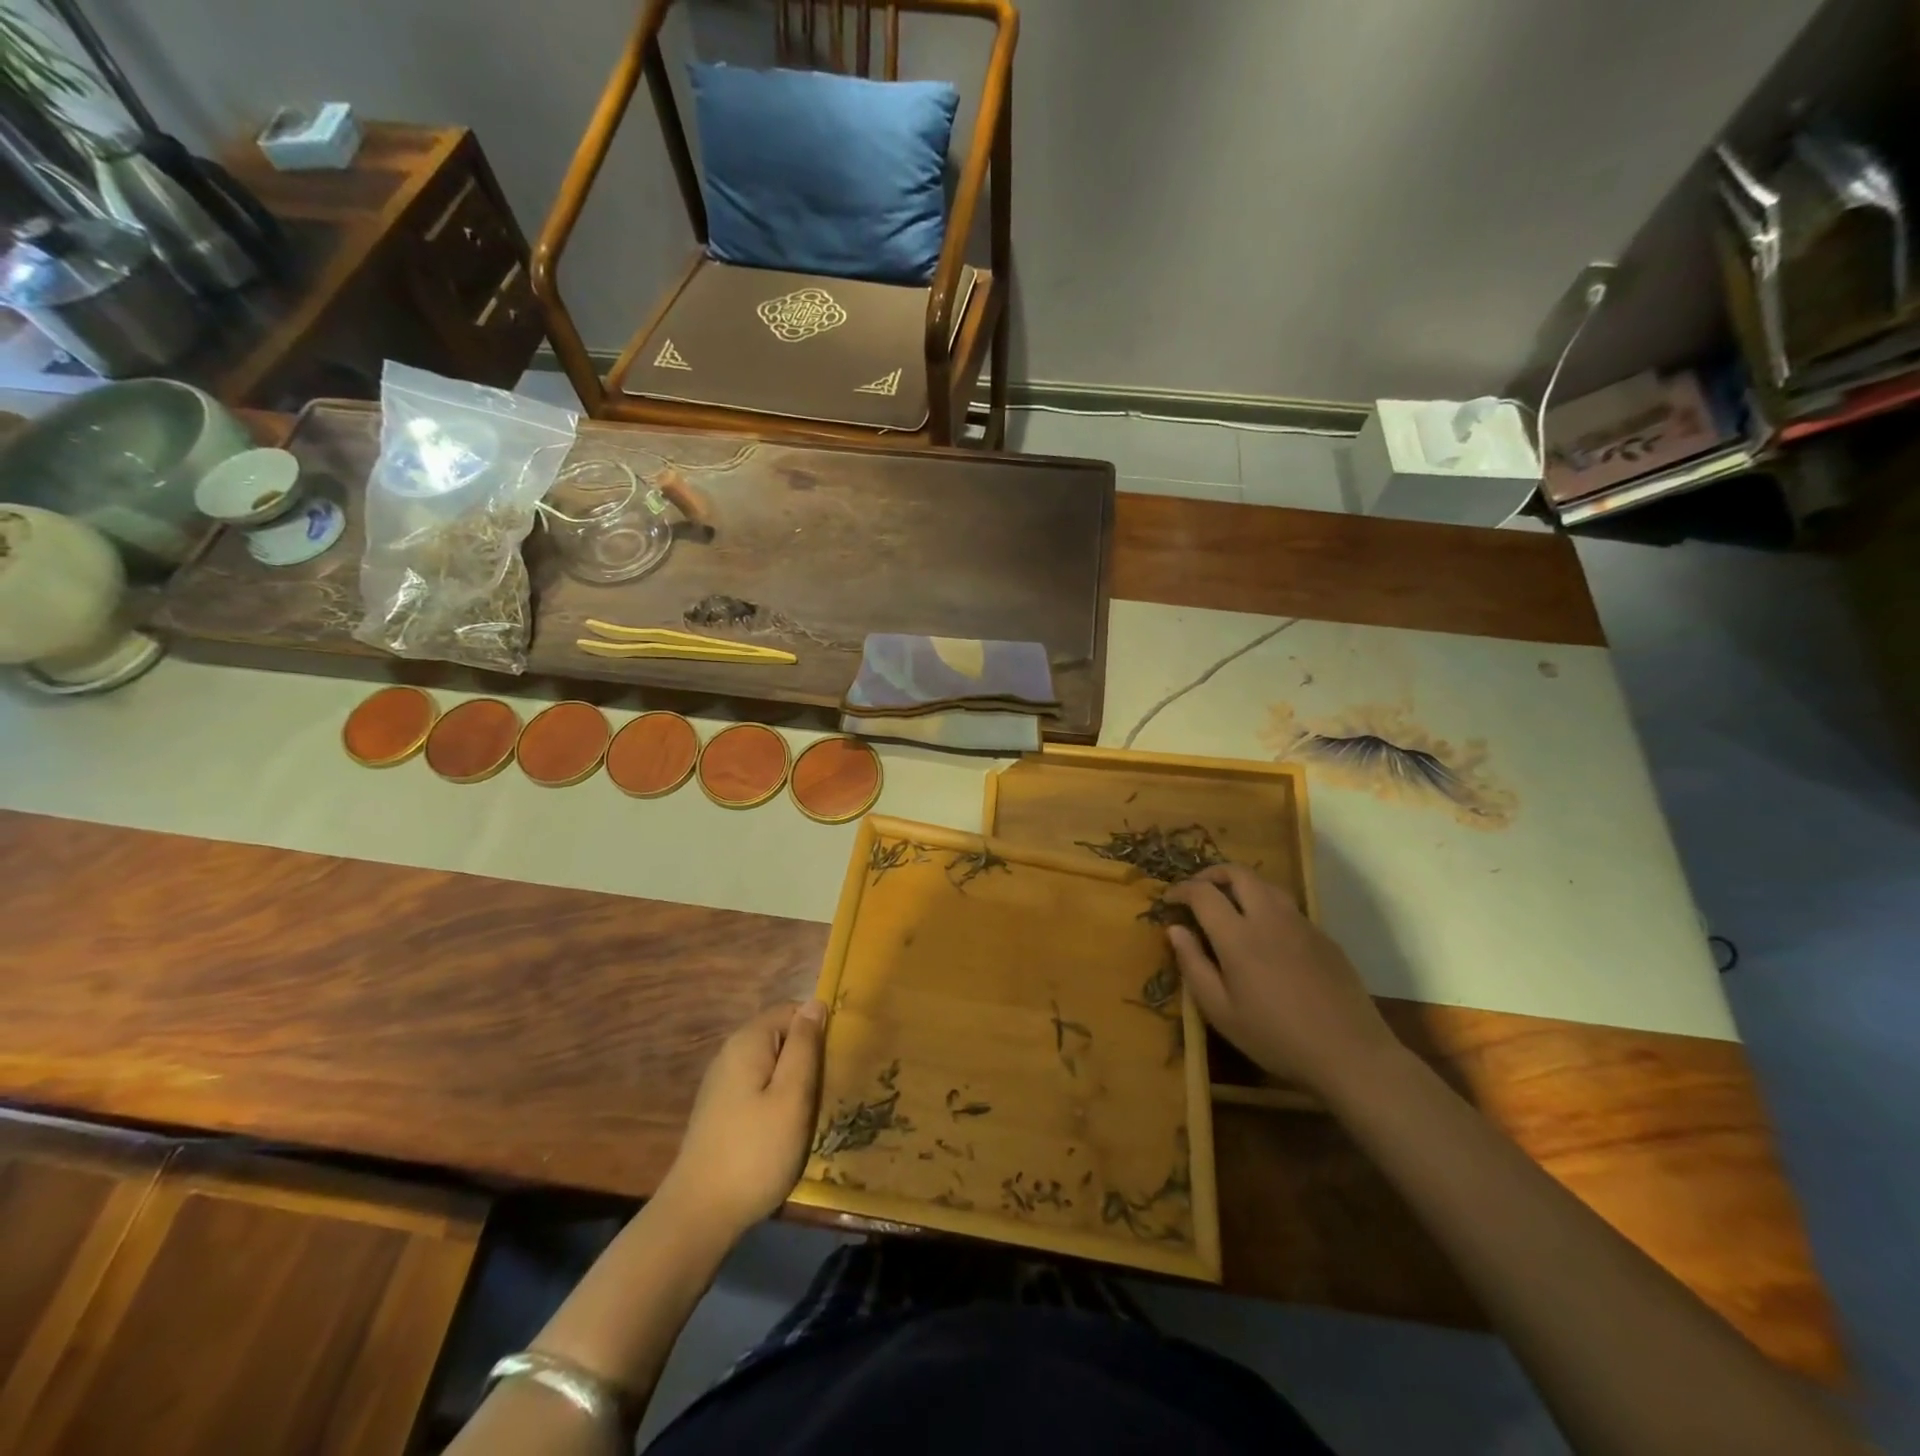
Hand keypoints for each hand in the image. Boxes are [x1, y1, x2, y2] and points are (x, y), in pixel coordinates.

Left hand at [658, 1001, 826, 1238]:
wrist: (698, 1215)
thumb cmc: (755, 1151)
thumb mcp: (792, 1096)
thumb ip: (804, 1045)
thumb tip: (814, 1003)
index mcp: (748, 1041)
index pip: (793, 1010)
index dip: (818, 1030)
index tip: (835, 1062)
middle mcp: (730, 1052)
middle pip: (781, 1037)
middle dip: (806, 1058)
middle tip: (826, 1091)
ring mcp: (722, 1082)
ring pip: (771, 1065)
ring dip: (793, 1082)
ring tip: (810, 1112)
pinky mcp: (720, 1110)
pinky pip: (758, 1088)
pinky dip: (776, 1100)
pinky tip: (784, 1129)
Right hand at [1163, 864, 1401, 1099]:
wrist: (1351, 1054)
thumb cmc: (1276, 1038)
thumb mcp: (1221, 1011)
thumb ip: (1193, 965)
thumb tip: (1175, 930)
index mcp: (1238, 937)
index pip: (1203, 893)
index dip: (1181, 890)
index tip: (1169, 900)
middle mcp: (1269, 918)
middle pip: (1238, 873)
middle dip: (1211, 874)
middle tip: (1197, 891)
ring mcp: (1301, 924)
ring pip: (1266, 884)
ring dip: (1241, 884)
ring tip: (1228, 905)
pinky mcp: (1323, 936)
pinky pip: (1288, 906)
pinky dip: (1266, 905)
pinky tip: (1264, 934)